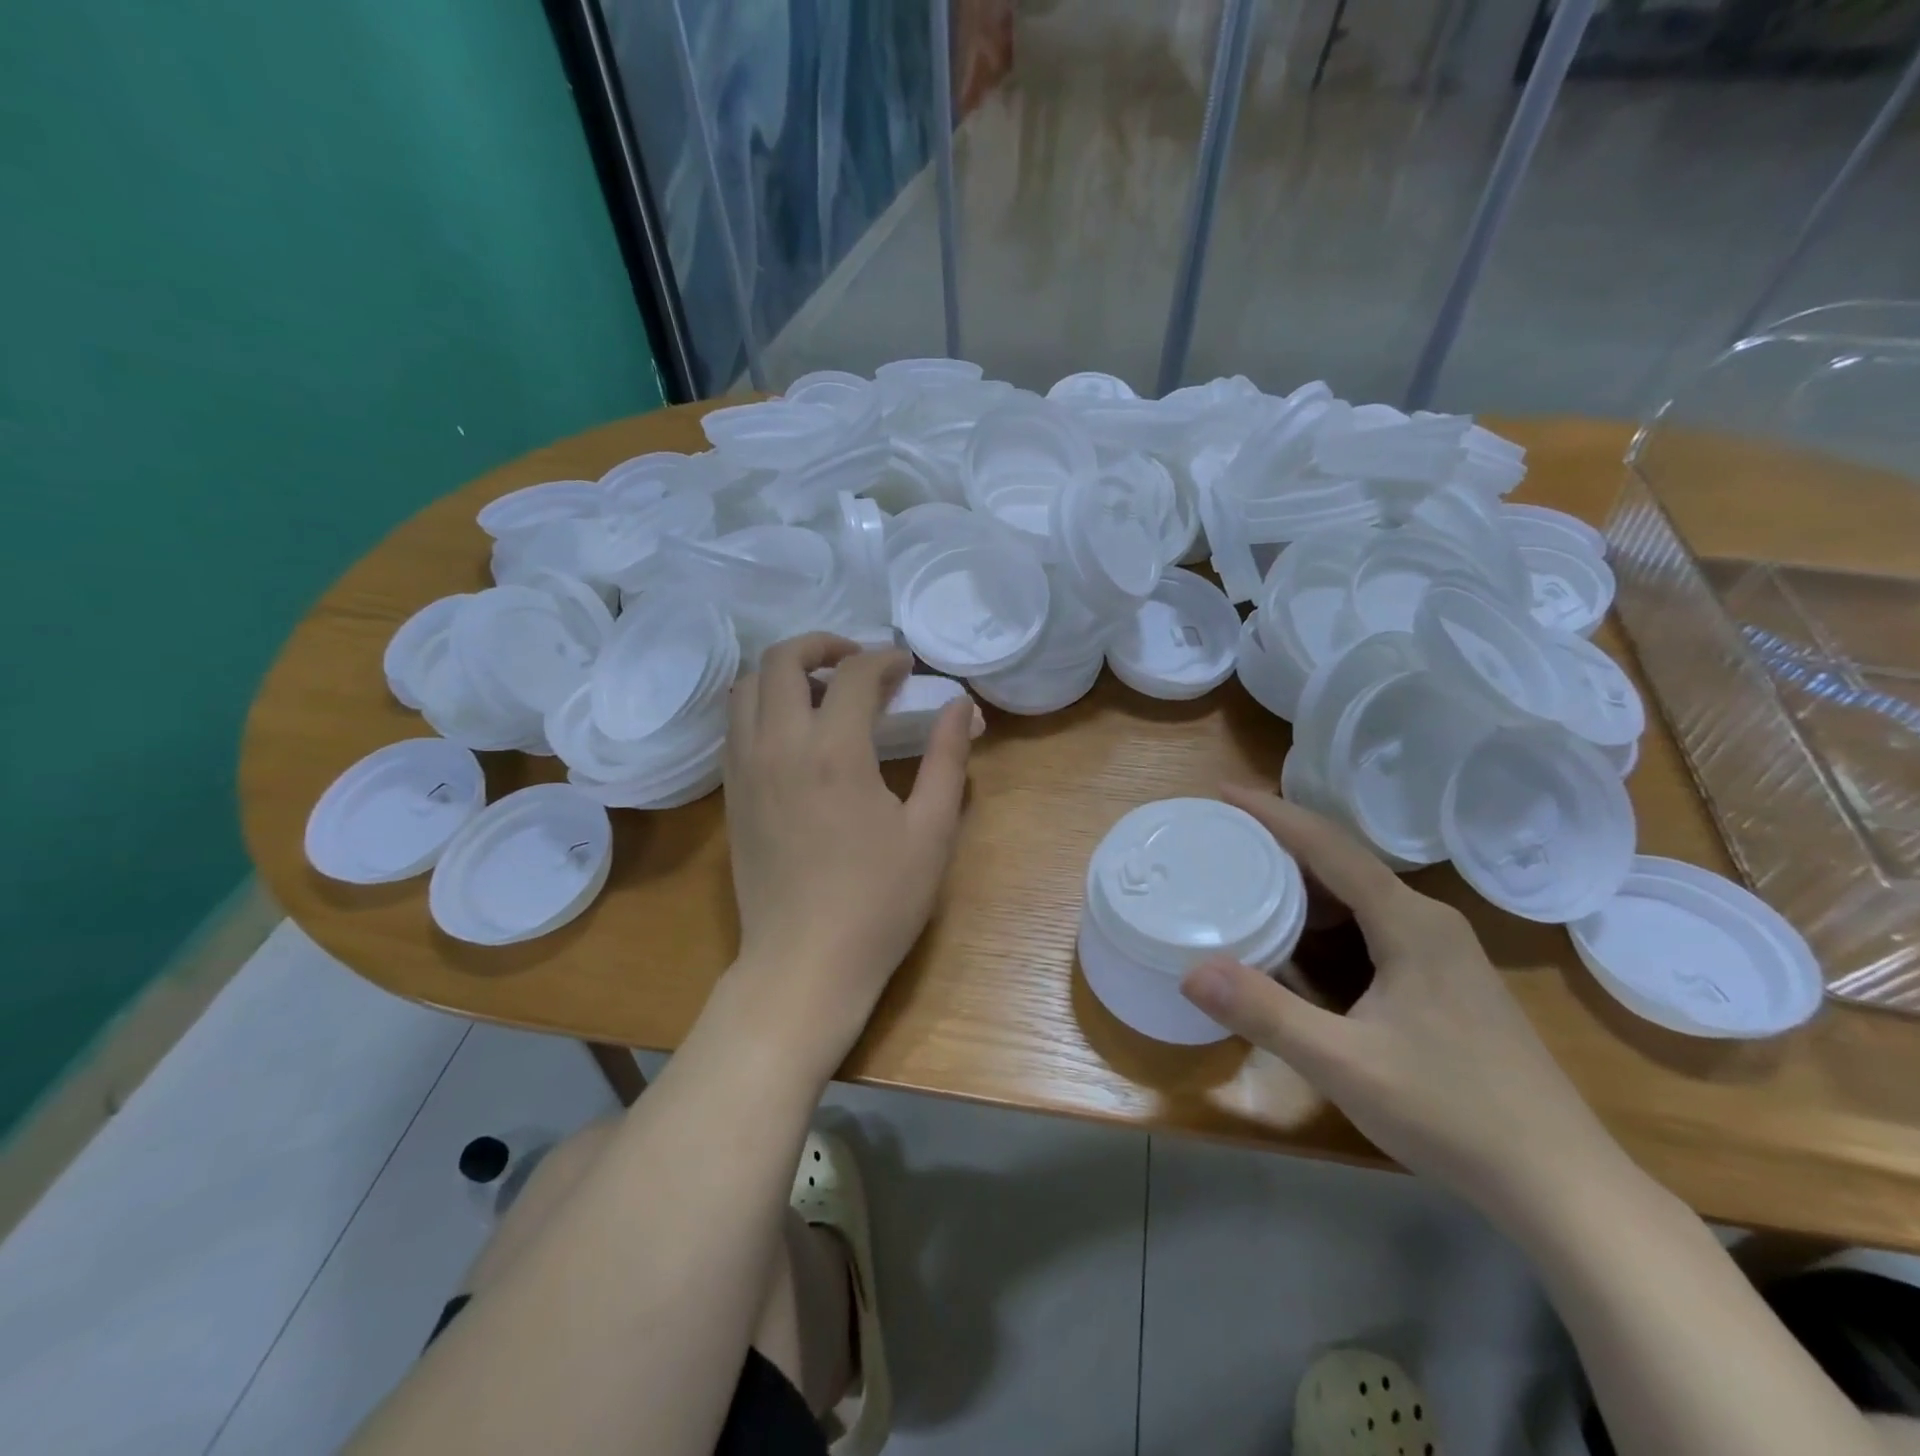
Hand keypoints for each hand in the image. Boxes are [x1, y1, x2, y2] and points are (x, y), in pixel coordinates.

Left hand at [720, 633, 973, 1067]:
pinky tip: (795, 733)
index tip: (906, 668)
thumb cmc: (879, 902)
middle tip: (858, 663)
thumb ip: (946, 759)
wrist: (805, 963)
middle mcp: (778, 747)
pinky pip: (735, 726)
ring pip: (746, 688)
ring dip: (784, 672)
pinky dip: (762, 706)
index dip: (884, 659)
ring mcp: (745, 770)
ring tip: (823, 691)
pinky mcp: (731, 795)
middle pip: (781, 660)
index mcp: (833, 751)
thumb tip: (961, 707)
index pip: (853, 673)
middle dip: (823, 645)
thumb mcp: (931, 831)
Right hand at [1180, 785, 1623, 1222]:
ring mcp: (1443, 951)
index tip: (1222, 793)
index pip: (1329, 846)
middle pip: (1343, 862)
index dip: (1273, 814)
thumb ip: (1266, 1013)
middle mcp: (1428, 921)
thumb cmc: (1453, 1114)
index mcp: (1409, 922)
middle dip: (1281, 842)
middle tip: (1222, 837)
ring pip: (1360, 894)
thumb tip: (1190, 970)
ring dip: (1303, 881)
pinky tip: (1299, 939)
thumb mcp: (1344, 1064)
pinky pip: (1373, 923)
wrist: (1562, 1184)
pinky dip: (1327, 917)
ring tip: (1247, 877)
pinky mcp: (1445, 980)